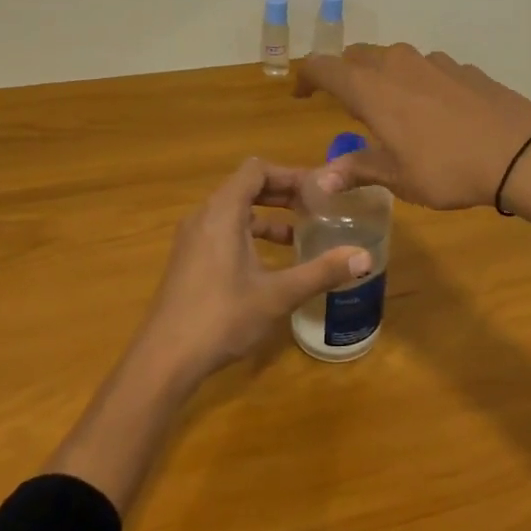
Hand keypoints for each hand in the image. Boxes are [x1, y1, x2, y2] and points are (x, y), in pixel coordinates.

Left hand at [137, 157, 370, 384]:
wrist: (164, 360)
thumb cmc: (222, 317)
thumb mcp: (278, 294)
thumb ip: (322, 271)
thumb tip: (365, 258)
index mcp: (222, 212)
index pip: (256, 170)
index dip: (289, 174)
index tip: (318, 189)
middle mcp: (204, 216)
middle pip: (245, 186)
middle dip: (281, 193)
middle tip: (316, 206)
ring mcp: (192, 239)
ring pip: (234, 210)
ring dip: (266, 214)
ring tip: (300, 233)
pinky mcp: (189, 260)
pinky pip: (223, 230)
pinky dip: (249, 233)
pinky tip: (270, 261)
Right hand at [294, 43, 530, 209]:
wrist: (520, 150)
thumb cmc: (447, 167)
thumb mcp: (397, 177)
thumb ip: (357, 169)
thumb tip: (320, 180)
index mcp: (371, 88)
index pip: (323, 67)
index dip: (306, 77)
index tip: (301, 95)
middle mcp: (397, 64)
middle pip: (357, 56)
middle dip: (344, 75)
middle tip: (346, 104)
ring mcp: (433, 61)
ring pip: (393, 59)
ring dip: (382, 77)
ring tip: (390, 110)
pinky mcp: (462, 68)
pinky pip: (425, 68)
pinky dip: (415, 82)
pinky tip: (432, 111)